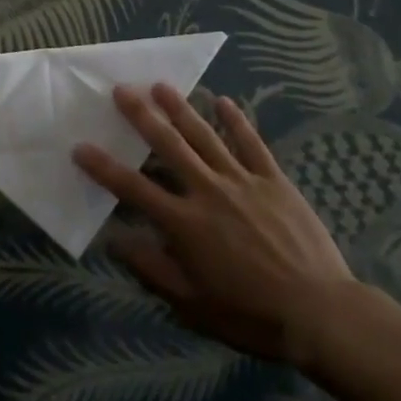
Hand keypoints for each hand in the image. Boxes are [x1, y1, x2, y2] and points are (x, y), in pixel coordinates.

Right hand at [74, 84, 360, 373]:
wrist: (320, 314)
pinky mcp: (273, 178)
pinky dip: (236, 120)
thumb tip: (114, 240)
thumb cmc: (252, 314)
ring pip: (204, 135)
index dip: (104, 167)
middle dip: (141, 115)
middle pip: (168, 145)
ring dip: (180, 107)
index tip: (80, 147)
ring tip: (160, 85)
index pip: (134, 188)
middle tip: (121, 89)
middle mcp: (207, 191)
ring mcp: (242, 180)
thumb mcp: (194, 305)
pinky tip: (223, 101)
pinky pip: (250, 143)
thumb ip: (152, 270)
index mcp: (185, 223)